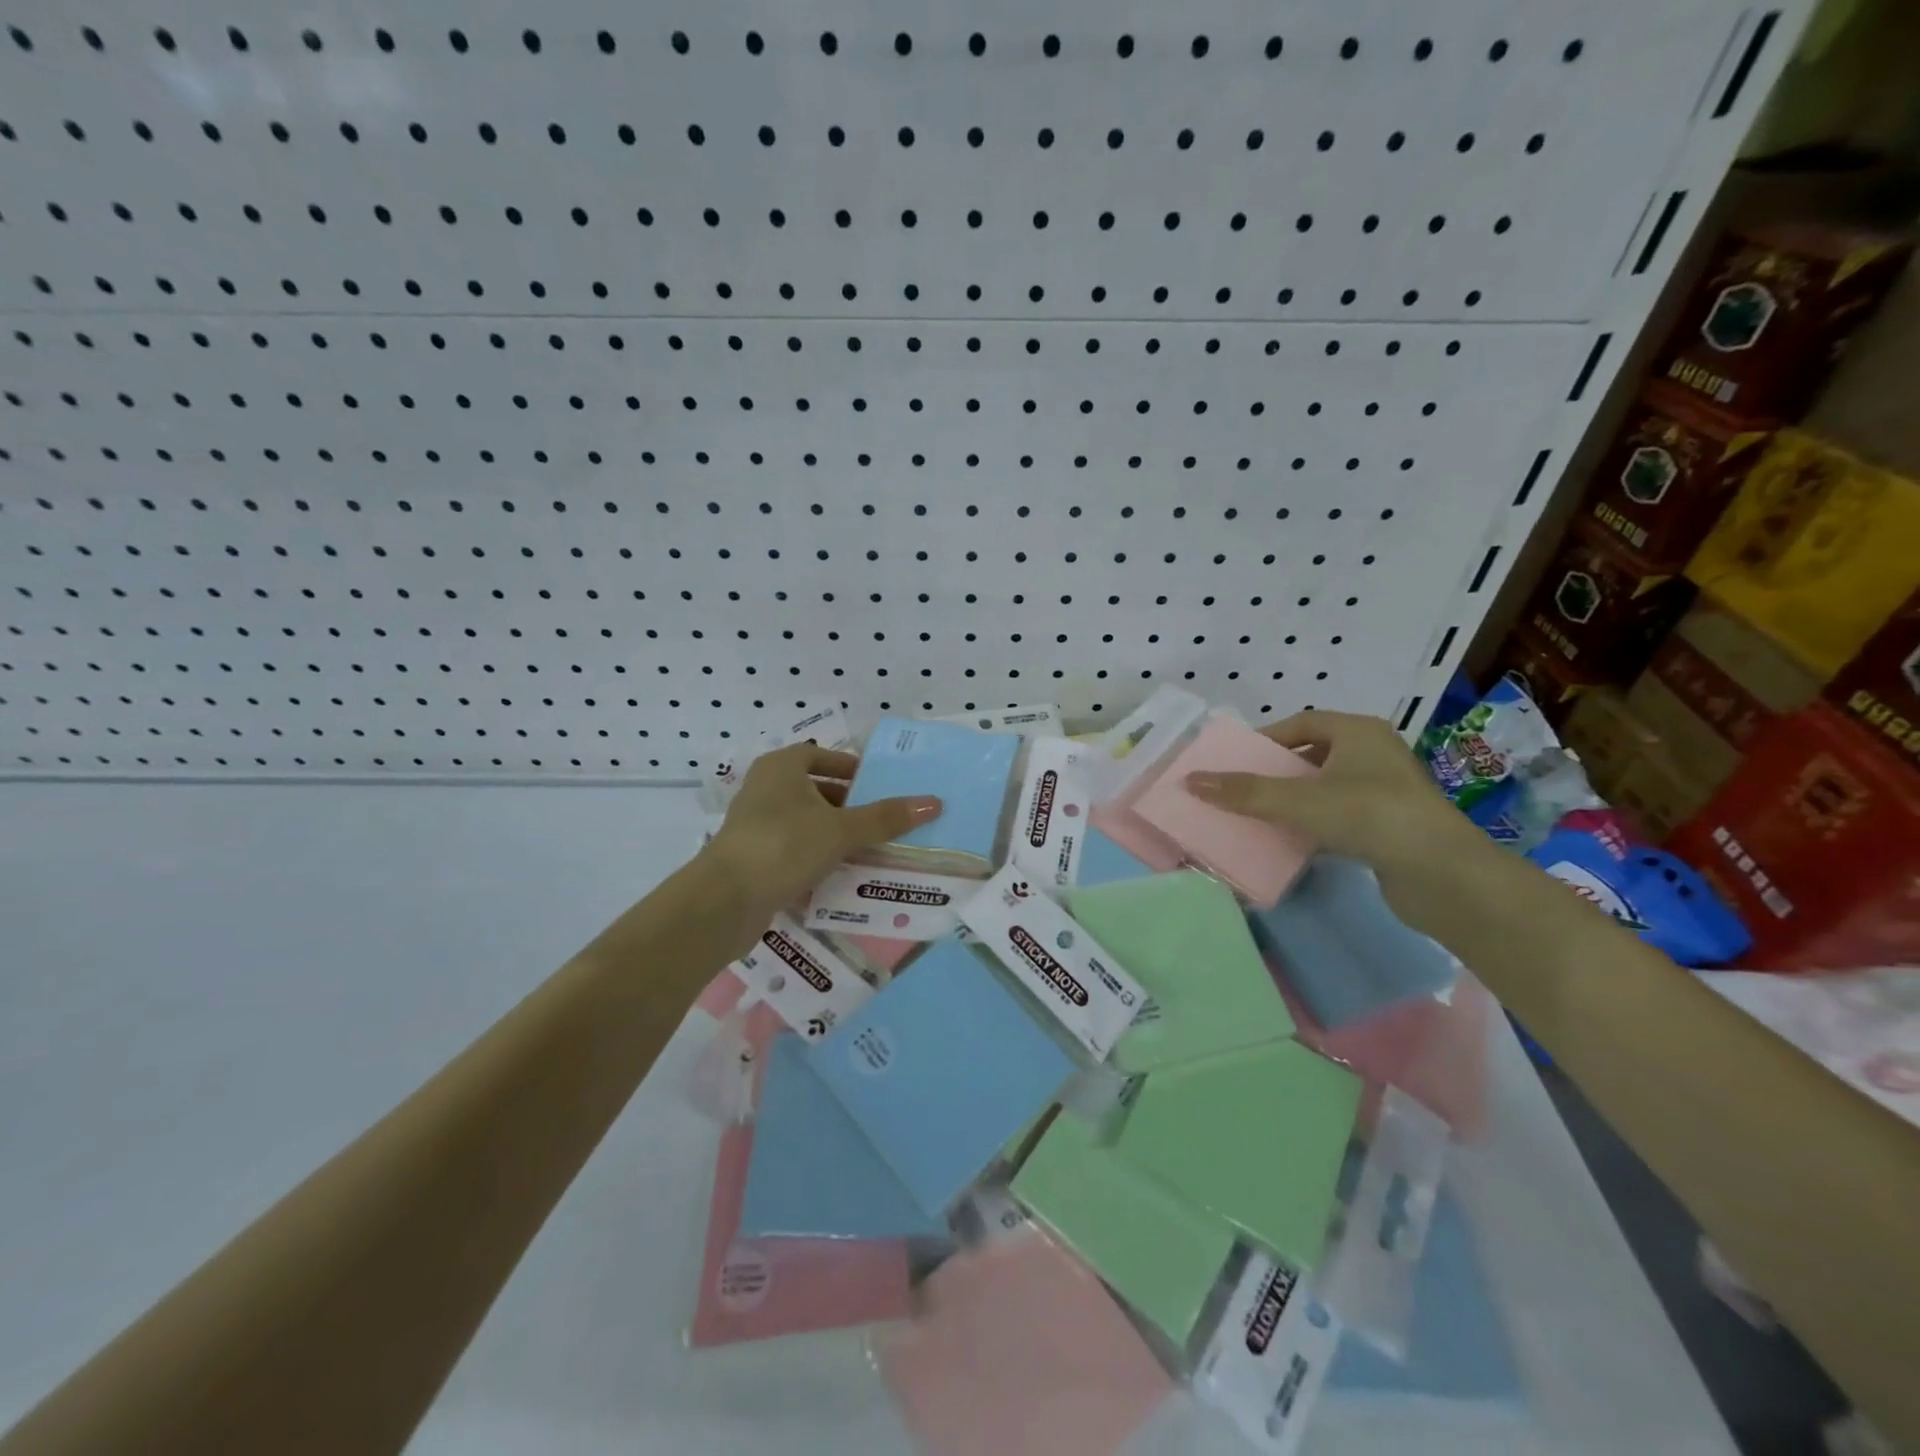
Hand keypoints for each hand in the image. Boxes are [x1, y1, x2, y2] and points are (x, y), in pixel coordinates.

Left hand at [699, 742, 940, 932]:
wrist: (725, 900)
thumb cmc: (785, 846)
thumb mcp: (842, 830)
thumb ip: (886, 818)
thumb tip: (934, 802)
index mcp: (781, 767)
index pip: (820, 756)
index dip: (848, 767)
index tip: (876, 785)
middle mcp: (764, 788)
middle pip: (813, 789)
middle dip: (846, 804)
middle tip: (879, 820)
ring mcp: (754, 825)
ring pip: (803, 821)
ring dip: (832, 833)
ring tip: (867, 849)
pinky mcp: (751, 857)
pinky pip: (792, 848)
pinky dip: (814, 856)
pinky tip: (838, 875)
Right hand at [1184, 709, 1470, 870]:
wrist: (1444, 875)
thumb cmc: (1369, 817)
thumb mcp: (1298, 800)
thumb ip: (1244, 791)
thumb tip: (1190, 781)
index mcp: (1359, 732)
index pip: (1303, 722)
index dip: (1267, 739)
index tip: (1237, 761)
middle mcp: (1376, 754)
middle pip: (1313, 754)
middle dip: (1277, 771)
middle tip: (1243, 788)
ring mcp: (1387, 791)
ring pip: (1326, 787)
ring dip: (1294, 799)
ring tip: (1260, 815)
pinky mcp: (1391, 826)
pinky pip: (1341, 815)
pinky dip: (1315, 823)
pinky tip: (1294, 840)